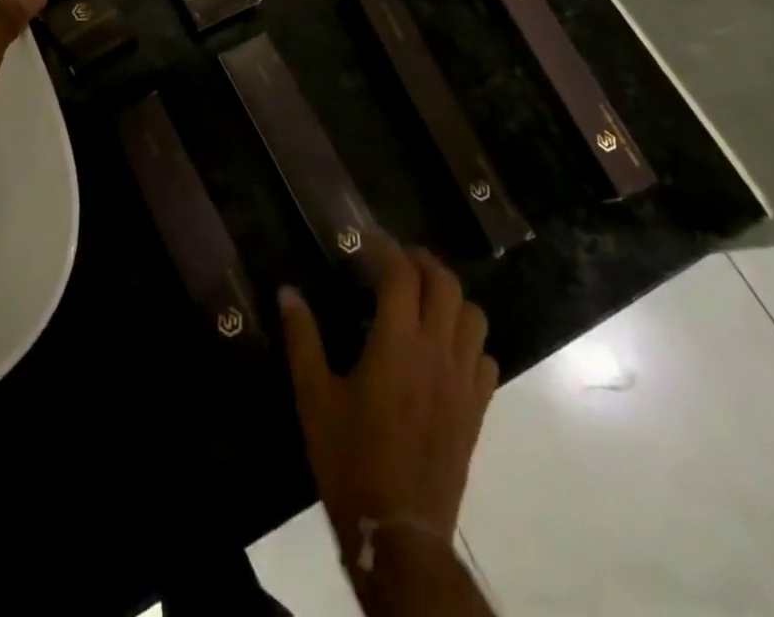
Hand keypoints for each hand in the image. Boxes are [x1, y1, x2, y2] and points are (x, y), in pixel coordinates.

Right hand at [280, 241, 498, 556]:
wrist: (400, 533)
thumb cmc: (350, 459)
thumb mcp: (314, 396)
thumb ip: (302, 338)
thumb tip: (287, 291)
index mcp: (397, 342)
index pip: (401, 274)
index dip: (385, 247)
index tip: (365, 239)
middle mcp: (436, 351)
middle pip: (445, 284)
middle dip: (422, 262)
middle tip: (396, 261)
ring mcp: (463, 381)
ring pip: (474, 316)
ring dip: (451, 297)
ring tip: (424, 299)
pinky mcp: (477, 410)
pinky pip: (486, 358)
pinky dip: (469, 341)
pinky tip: (446, 350)